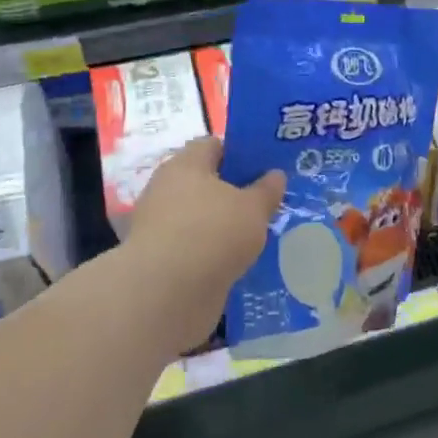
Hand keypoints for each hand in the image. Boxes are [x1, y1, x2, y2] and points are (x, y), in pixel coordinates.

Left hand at [117, 138, 285, 349]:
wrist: (168, 292)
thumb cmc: (213, 232)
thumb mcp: (253, 208)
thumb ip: (267, 190)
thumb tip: (275, 175)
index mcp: (186, 165)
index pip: (214, 145)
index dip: (241, 153)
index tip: (267, 168)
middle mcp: (168, 189)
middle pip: (207, 182)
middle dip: (236, 192)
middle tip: (269, 203)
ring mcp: (162, 225)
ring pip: (203, 217)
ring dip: (227, 225)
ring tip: (260, 235)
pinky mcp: (163, 258)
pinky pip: (197, 246)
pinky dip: (216, 251)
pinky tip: (241, 261)